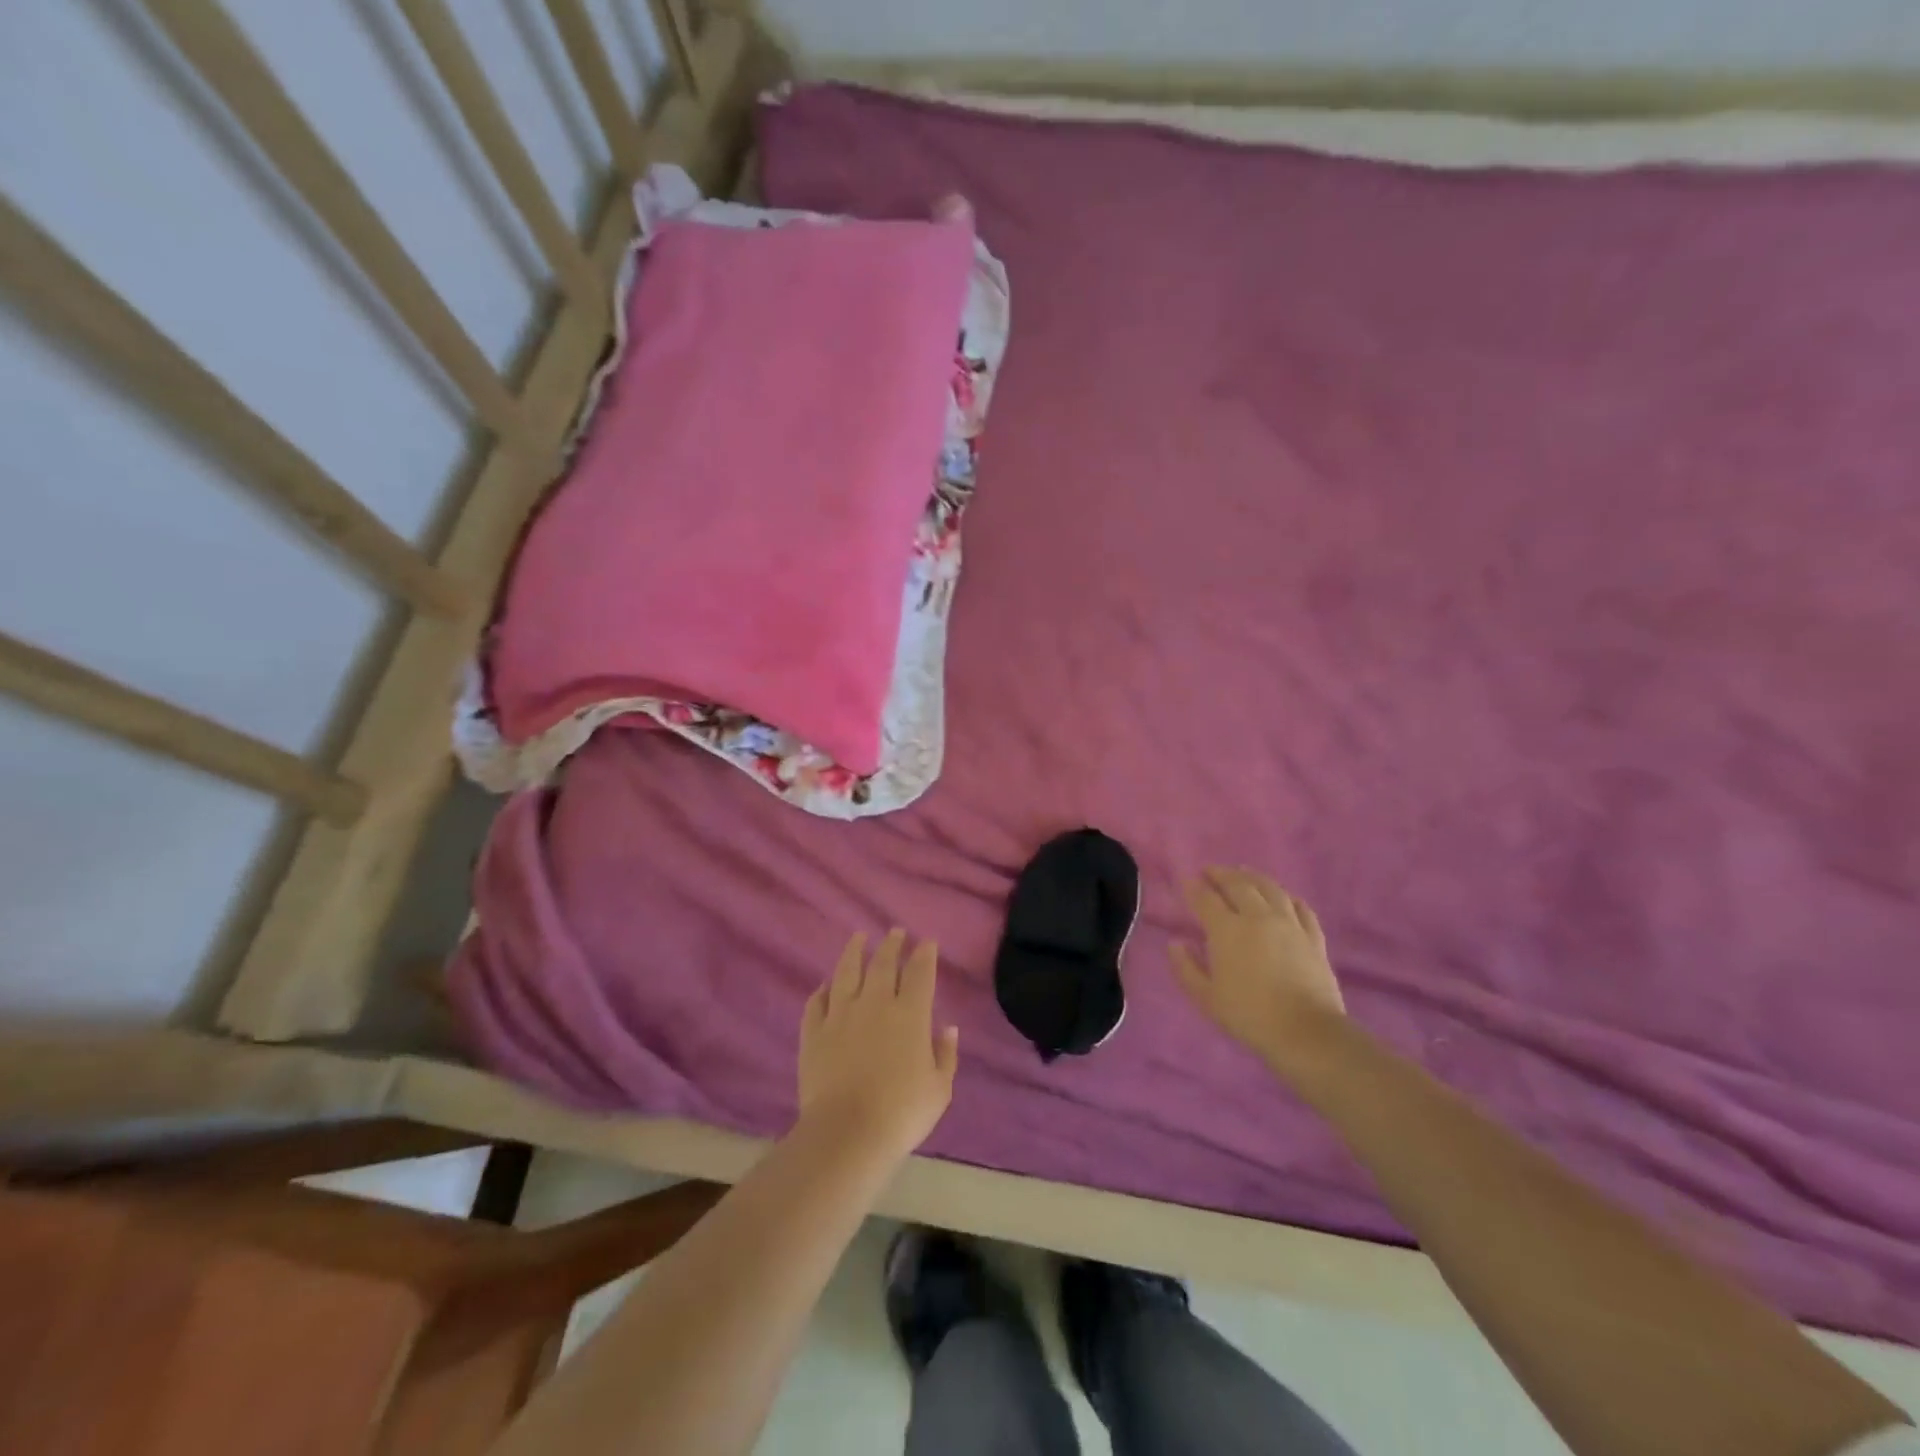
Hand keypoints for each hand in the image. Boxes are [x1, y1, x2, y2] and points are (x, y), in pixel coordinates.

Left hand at [798, 929, 959, 1160]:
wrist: (847, 1132)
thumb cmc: (902, 1112)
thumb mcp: (939, 1089)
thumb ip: (945, 1055)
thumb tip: (948, 1028)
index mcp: (910, 1014)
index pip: (919, 972)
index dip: (924, 954)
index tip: (927, 942)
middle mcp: (874, 1003)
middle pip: (882, 963)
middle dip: (891, 944)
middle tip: (895, 931)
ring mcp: (840, 1015)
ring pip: (846, 972)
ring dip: (854, 951)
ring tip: (858, 937)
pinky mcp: (813, 1032)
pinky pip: (817, 1002)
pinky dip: (822, 990)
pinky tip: (825, 985)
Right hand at [1172, 868, 1345, 1062]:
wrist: (1305, 1032)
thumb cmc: (1249, 1015)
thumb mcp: (1206, 997)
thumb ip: (1186, 967)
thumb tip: (1176, 943)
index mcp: (1227, 930)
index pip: (1206, 899)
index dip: (1194, 887)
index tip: (1187, 880)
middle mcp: (1257, 917)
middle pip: (1238, 885)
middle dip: (1221, 874)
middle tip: (1210, 871)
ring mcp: (1289, 924)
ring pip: (1270, 889)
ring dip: (1253, 877)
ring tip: (1244, 873)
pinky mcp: (1313, 937)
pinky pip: (1301, 907)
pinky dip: (1288, 897)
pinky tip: (1284, 897)